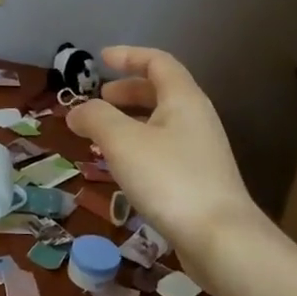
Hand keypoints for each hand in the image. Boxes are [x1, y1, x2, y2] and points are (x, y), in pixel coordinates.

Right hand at [66, 46, 258, 264]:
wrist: (220, 239)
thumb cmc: (169, 179)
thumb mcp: (123, 142)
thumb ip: (96, 118)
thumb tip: (76, 111)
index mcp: (183, 99)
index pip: (158, 62)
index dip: (129, 56)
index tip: (101, 58)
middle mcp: (196, 119)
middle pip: (161, 91)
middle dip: (127, 91)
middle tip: (98, 100)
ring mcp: (201, 151)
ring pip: (161, 123)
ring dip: (130, 121)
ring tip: (101, 135)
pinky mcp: (198, 180)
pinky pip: (163, 148)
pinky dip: (138, 146)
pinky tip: (121, 168)